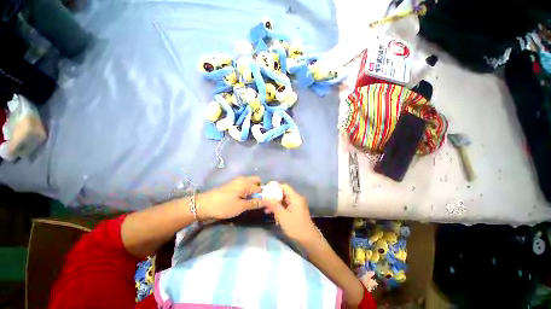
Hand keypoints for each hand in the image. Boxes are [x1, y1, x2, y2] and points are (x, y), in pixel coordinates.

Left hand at [196, 176, 261, 219]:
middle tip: (258, 201)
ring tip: (252, 202)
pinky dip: (247, 192)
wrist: (204, 205)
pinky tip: (245, 200)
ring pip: (250, 184)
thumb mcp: (241, 206)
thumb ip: (255, 203)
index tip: (267, 203)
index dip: (265, 195)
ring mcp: (237, 182)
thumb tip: (267, 202)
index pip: (261, 187)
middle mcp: (243, 179)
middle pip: (256, 182)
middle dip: (259, 191)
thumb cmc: (224, 205)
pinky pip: (244, 186)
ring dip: (253, 192)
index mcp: (246, 183)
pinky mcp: (232, 185)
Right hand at [263, 184, 318, 243]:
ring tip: (266, 209)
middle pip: (283, 193)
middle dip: (273, 197)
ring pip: (284, 200)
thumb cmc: (295, 227)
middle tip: (264, 201)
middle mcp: (296, 199)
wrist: (309, 240)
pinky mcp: (296, 211)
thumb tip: (264, 198)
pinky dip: (279, 208)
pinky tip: (273, 214)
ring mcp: (297, 205)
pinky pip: (286, 206)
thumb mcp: (282, 216)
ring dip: (275, 203)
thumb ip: (273, 205)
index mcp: (295, 197)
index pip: (284, 186)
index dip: (274, 187)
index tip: (265, 191)